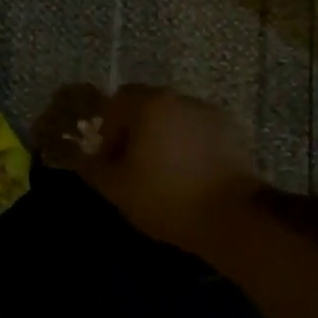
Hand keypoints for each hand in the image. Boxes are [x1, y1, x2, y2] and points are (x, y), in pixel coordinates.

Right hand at [79, 86, 261, 255]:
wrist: (232, 217)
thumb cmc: (165, 197)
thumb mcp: (116, 187)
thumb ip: (93, 167)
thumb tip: (83, 158)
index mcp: (151, 105)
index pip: (117, 101)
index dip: (107, 129)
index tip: (109, 159)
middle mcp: (182, 100)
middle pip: (148, 107)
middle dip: (134, 132)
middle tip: (131, 166)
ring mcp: (211, 115)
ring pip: (174, 120)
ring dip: (162, 139)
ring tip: (160, 174)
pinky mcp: (233, 134)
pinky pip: (197, 134)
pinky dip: (187, 148)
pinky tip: (187, 177)